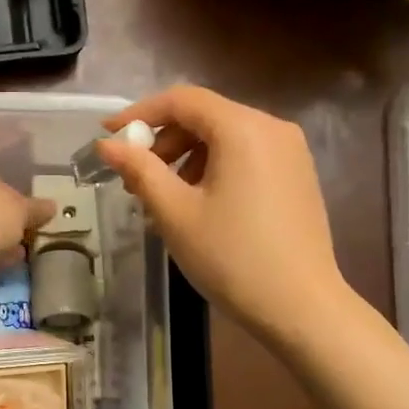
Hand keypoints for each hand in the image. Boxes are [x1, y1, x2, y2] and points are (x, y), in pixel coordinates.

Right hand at [97, 87, 344, 342]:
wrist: (300, 307)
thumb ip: (139, 170)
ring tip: (164, 200)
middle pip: (205, 117)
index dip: (140, 113)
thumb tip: (107, 144)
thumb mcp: (174, 212)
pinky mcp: (298, 176)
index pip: (182, 100)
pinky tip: (199, 206)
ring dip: (186, 158)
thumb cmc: (231, 256)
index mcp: (242, 129)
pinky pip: (246, 157)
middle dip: (163, 142)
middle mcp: (272, 128)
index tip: (109, 136)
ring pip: (225, 138)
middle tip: (135, 180)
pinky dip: (214, 169)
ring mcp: (291, 152)